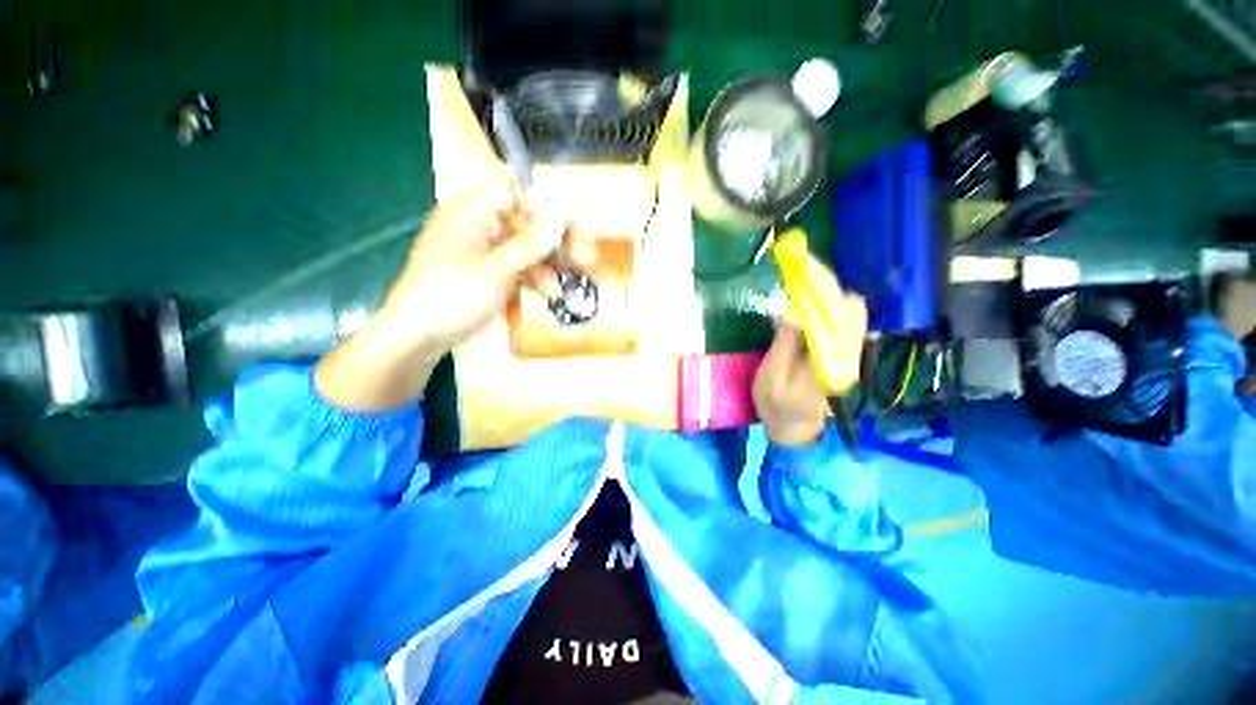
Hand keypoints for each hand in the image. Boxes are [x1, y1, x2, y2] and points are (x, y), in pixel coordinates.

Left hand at [315, 174, 564, 410]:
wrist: (418, 337)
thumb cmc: (450, 296)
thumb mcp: (495, 270)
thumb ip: (531, 243)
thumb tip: (563, 212)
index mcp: (472, 211)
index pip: (516, 191)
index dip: (546, 203)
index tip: (574, 223)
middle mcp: (481, 225)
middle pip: (528, 220)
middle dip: (558, 238)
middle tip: (586, 253)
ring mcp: (487, 251)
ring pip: (528, 247)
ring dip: (553, 261)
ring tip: (579, 275)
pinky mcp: (491, 273)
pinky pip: (521, 267)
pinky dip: (538, 277)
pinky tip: (552, 292)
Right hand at [754, 256, 866, 445]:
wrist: (797, 430)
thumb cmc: (777, 407)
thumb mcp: (771, 379)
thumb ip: (784, 346)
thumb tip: (793, 311)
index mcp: (830, 362)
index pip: (834, 314)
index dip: (818, 285)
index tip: (800, 265)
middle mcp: (849, 355)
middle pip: (849, 306)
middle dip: (824, 281)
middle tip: (798, 266)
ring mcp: (852, 354)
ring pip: (851, 310)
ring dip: (828, 290)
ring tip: (802, 278)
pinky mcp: (847, 353)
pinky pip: (847, 319)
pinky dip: (830, 302)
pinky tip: (811, 299)